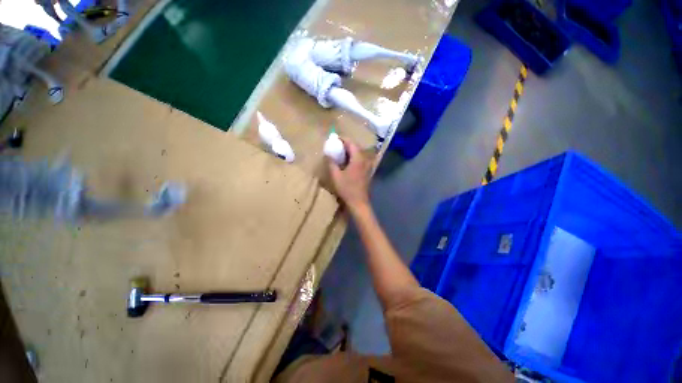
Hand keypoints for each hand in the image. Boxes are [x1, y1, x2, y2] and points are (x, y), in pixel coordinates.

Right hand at [328, 138, 371, 211]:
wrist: (359, 202)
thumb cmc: (347, 189)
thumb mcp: (336, 176)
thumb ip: (331, 163)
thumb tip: (328, 154)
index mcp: (357, 159)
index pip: (351, 143)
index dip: (343, 139)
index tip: (335, 138)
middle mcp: (364, 160)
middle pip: (356, 147)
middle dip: (346, 144)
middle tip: (336, 145)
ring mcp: (367, 166)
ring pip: (359, 153)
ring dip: (350, 151)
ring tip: (340, 153)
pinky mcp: (367, 171)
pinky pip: (360, 159)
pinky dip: (353, 157)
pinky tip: (347, 162)